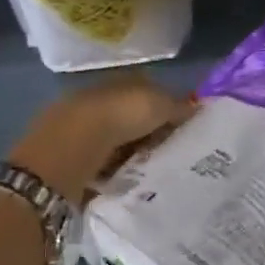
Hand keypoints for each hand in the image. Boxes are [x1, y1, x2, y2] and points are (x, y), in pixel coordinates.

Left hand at [9, 75, 192, 206]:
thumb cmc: (117, 118)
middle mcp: (96, 101)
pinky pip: (101, 164)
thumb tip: (195, 107)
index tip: (184, 129)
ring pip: (115, 142)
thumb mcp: (158, 105)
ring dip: (130, 154)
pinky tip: (128, 182)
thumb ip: (177, 105)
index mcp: (117, 81)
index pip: (146, 90)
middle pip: (129, 118)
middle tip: (172, 154)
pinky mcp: (70, 158)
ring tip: (153, 173)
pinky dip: (114, 172)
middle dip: (148, 133)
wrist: (68, 151)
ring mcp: (79, 130)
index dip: (165, 107)